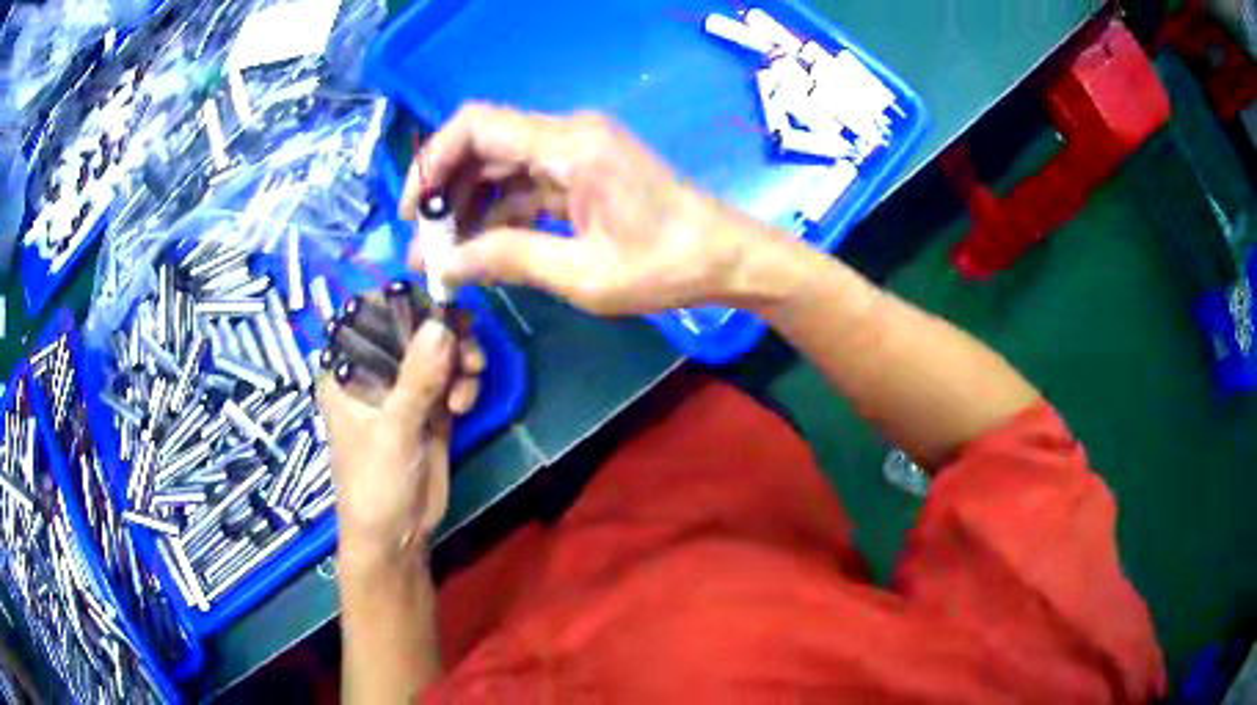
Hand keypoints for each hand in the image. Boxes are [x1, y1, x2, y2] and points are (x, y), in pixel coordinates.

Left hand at [317, 320, 484, 558]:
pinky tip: (465, 403)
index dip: (404, 301)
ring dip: (460, 358)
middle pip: (412, 326)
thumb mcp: (394, 431)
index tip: (440, 303)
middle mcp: (374, 370)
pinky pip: (452, 376)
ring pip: (438, 349)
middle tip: (467, 348)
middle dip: (444, 332)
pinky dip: (464, 380)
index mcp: (346, 368)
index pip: (370, 313)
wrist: (398, 536)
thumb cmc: (375, 483)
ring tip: (467, 385)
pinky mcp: (430, 406)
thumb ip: (417, 379)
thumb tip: (443, 324)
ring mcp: (404, 388)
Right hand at [401, 104, 778, 314]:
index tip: (414, 212)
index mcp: (570, 145)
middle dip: (446, 193)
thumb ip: (508, 260)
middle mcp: (568, 135)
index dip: (432, 163)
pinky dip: (499, 213)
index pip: (476, 127)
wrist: (724, 258)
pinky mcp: (582, 172)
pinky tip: (480, 249)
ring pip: (501, 167)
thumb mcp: (582, 273)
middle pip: (483, 146)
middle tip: (427, 247)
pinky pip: (526, 184)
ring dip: (469, 207)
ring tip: (446, 258)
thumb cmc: (665, 267)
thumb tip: (445, 268)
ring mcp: (576, 152)